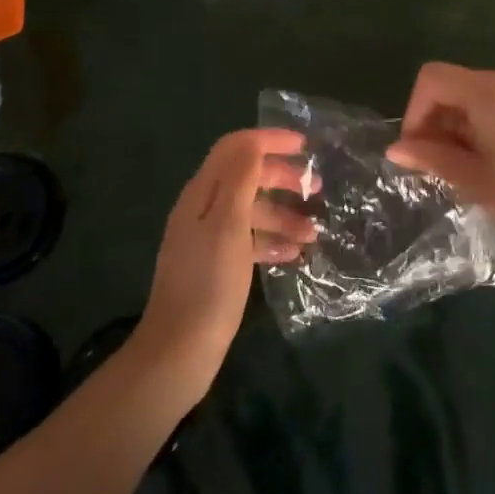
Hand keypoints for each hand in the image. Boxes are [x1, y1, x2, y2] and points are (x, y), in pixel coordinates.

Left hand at [133, 128, 316, 402]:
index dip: (269, 140)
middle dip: (281, 177)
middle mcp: (202, 209)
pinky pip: (248, 239)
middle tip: (316, 189)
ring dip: (282, 215)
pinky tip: (294, 255)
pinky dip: (271, 241)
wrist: (178, 352)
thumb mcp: (229, 225)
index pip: (236, 148)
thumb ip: (240, 179)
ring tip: (313, 233)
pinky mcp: (215, 265)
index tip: (305, 145)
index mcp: (202, 193)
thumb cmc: (209, 284)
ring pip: (251, 210)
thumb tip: (254, 141)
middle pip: (245, 176)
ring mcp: (208, 238)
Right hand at [386, 63, 494, 270]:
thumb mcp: (478, 183)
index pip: (434, 77)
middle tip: (452, 162)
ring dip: (483, 119)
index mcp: (492, 92)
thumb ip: (433, 157)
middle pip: (468, 84)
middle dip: (450, 118)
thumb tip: (396, 148)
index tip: (421, 147)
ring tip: (491, 162)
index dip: (417, 109)